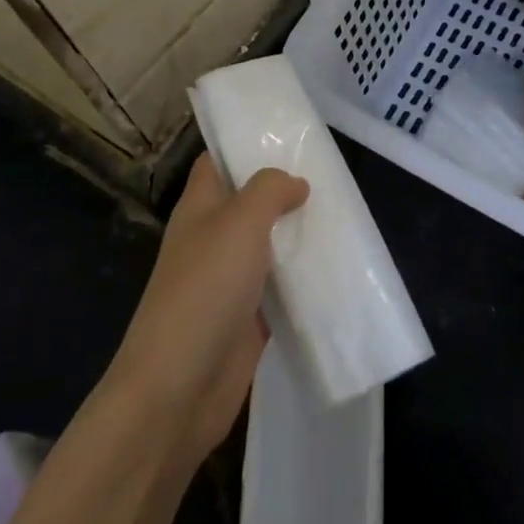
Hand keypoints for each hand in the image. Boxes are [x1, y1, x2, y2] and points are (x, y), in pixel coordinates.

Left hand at [111, 155, 308, 467]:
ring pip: (269, 245)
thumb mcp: (239, 223)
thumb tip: (295, 182)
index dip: (245, 144)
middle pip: (249, 203)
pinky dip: (304, 278)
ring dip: (299, 233)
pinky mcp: (249, 319)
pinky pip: (282, 288)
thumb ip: (268, 191)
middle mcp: (213, 239)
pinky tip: (338, 268)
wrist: (178, 389)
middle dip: (285, 189)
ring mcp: (230, 281)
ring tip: (344, 213)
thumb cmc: (205, 291)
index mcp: (199, 209)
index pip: (217, 162)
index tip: (288, 134)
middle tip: (332, 173)